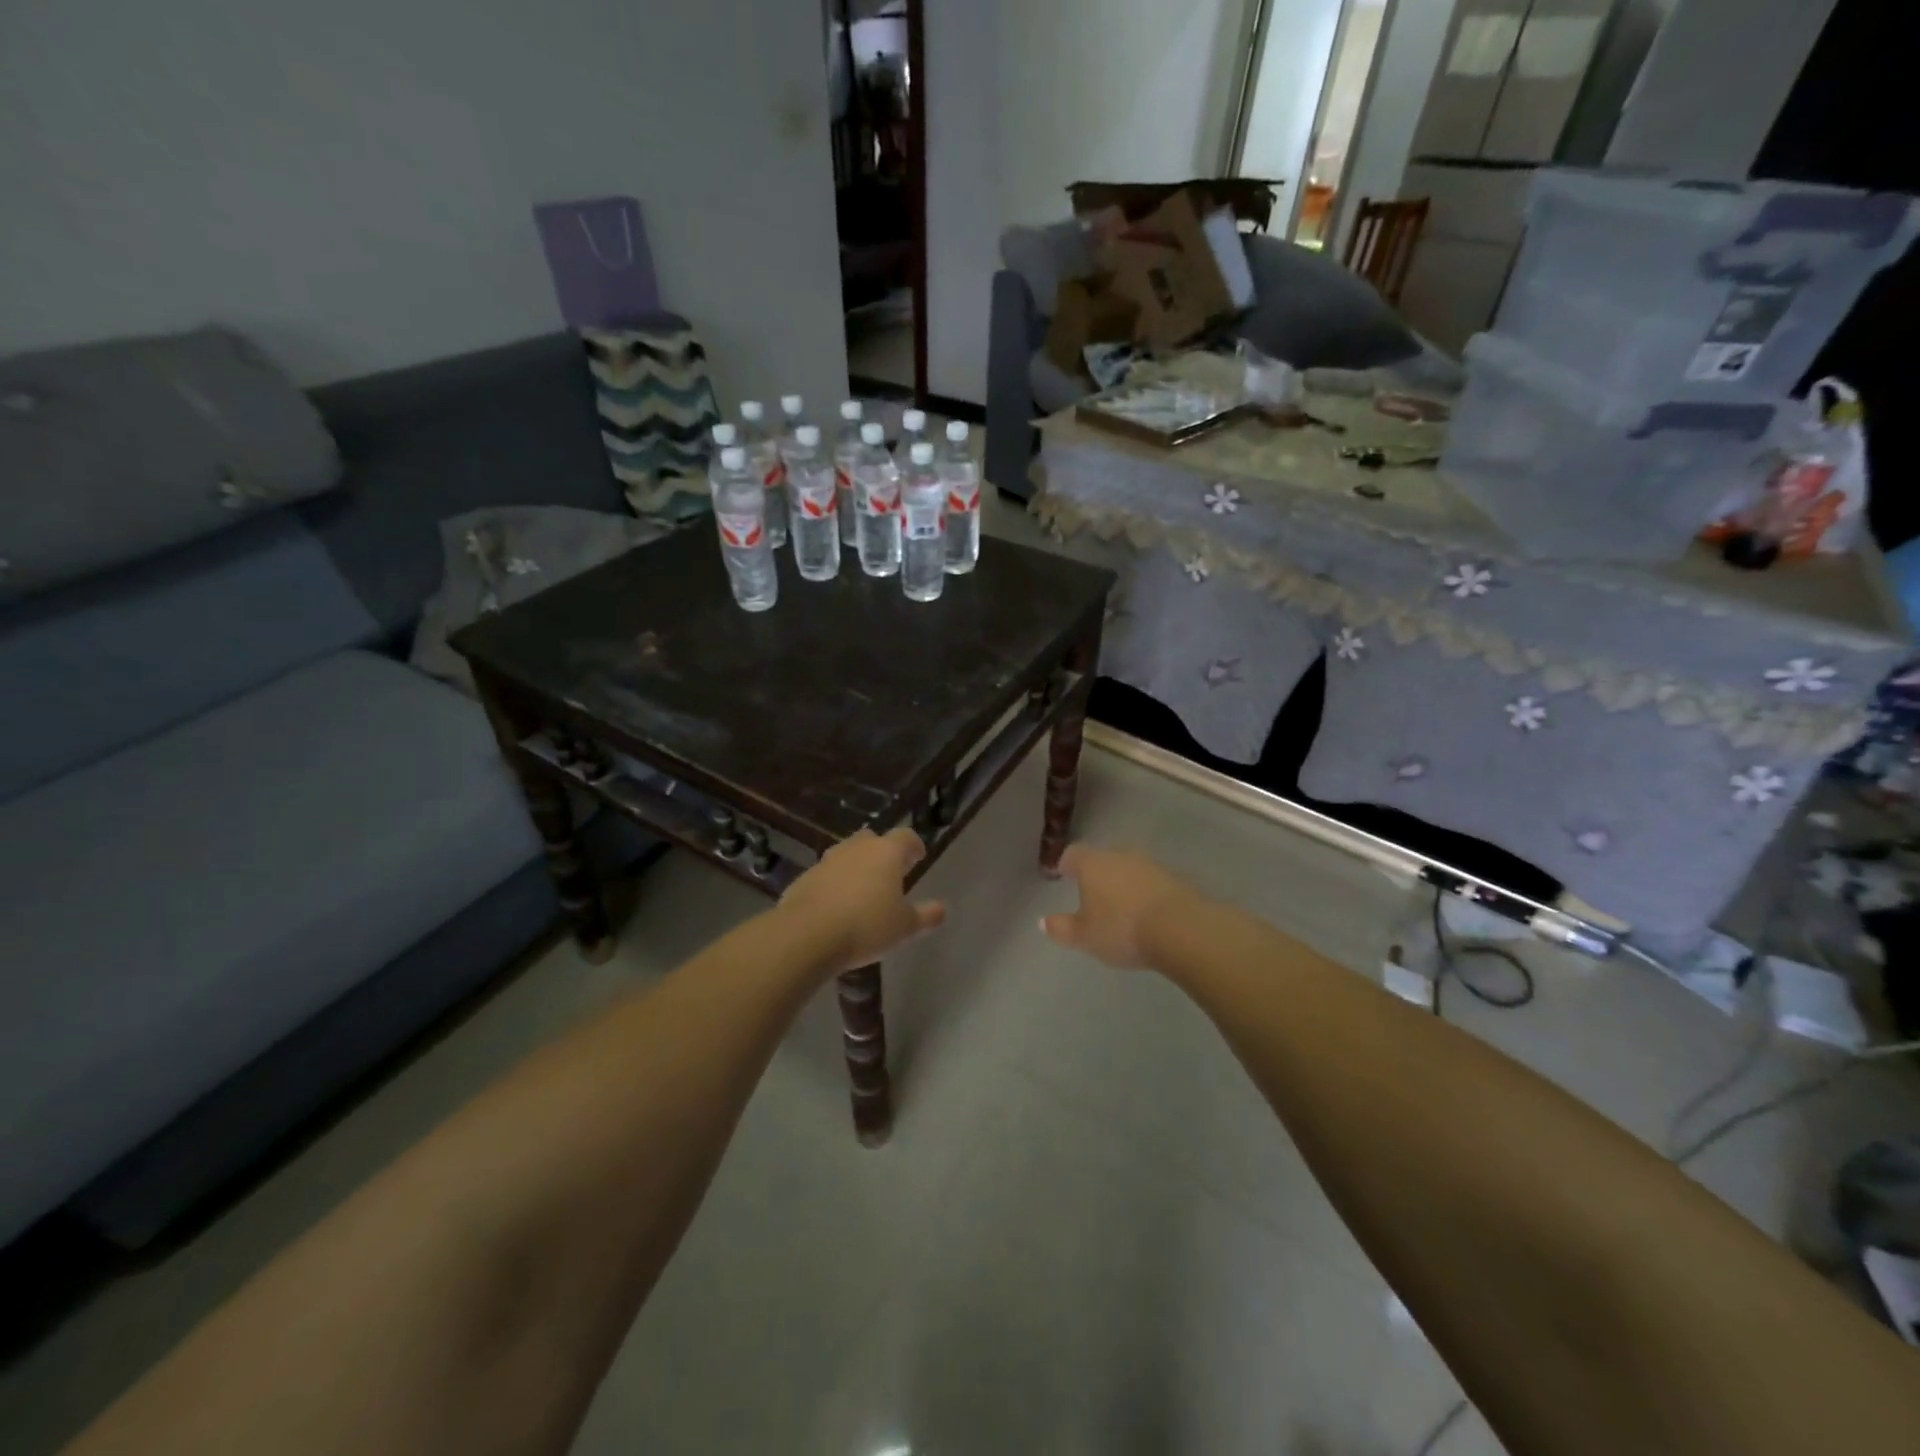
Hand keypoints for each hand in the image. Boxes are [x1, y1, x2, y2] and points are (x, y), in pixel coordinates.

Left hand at [780, 827, 946, 974]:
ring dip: (856, 867)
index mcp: (886, 852)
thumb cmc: (867, 926)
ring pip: (846, 855)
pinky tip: (836, 906)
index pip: (906, 836)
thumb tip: (942, 909)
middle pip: (872, 840)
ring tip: (862, 891)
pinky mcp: (805, 877)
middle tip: (889, 873)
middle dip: (881, 852)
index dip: (913, 846)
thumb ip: (926, 916)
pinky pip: (826, 875)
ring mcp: (827, 861)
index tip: (917, 857)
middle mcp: (856, 848)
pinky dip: (834, 884)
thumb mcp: (905, 927)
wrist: (808, 934)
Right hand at [1041, 844, 1200, 970]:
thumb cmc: (1121, 929)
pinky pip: (1150, 882)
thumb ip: (1062, 928)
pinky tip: (1145, 913)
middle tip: (1091, 894)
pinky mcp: (1174, 878)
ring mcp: (1149, 865)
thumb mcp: (1084, 936)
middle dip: (1096, 874)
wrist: (1179, 928)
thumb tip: (1042, 921)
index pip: (1073, 854)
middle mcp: (1119, 856)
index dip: (1066, 864)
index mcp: (1092, 864)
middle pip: (1102, 859)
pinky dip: (1144, 893)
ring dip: (1122, 883)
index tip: (1063, 875)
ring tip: (1120, 906)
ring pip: (1128, 869)